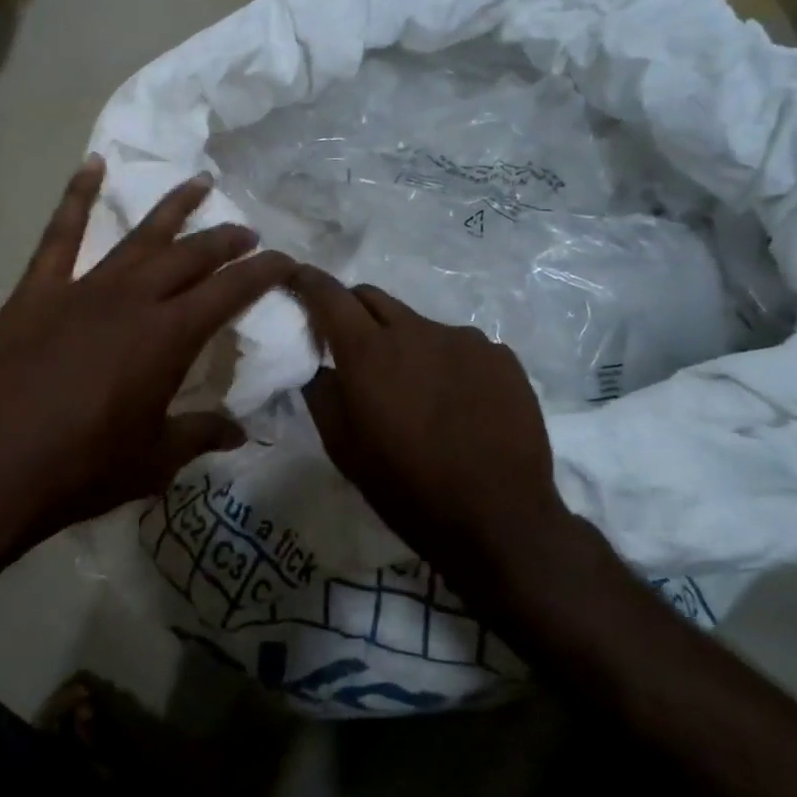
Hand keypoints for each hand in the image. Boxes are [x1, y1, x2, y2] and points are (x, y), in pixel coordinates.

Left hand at [0, 158, 294, 570]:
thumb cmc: (79, 470)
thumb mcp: (152, 462)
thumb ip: (199, 435)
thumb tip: (241, 434)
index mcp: (167, 338)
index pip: (229, 292)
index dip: (262, 273)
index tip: (285, 260)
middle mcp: (131, 300)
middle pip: (190, 256)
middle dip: (225, 240)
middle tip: (248, 232)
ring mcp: (81, 289)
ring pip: (138, 236)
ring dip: (173, 208)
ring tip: (200, 182)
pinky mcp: (36, 291)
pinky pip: (60, 234)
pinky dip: (77, 196)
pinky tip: (92, 166)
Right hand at [288, 265, 602, 599]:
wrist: (498, 518)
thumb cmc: (407, 488)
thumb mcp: (344, 449)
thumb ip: (321, 395)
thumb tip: (316, 365)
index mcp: (369, 351)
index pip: (329, 294)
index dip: (307, 281)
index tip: (295, 278)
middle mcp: (416, 330)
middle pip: (372, 297)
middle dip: (352, 311)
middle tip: (350, 346)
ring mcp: (464, 340)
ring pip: (418, 325)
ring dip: (403, 344)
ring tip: (415, 392)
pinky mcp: (501, 357)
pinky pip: (459, 347)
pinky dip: (445, 363)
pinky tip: (457, 404)